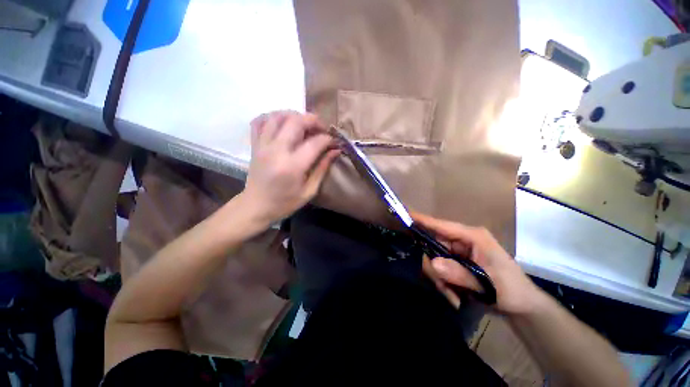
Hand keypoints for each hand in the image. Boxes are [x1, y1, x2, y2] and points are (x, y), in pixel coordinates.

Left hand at [242, 111, 338, 224]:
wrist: (256, 206)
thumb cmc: (285, 203)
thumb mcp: (309, 191)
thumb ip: (322, 168)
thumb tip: (335, 151)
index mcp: (293, 166)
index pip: (315, 142)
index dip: (328, 139)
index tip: (334, 142)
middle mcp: (276, 151)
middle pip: (296, 121)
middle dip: (313, 120)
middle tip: (322, 129)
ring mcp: (263, 145)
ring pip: (278, 116)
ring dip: (294, 115)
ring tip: (304, 125)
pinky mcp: (255, 144)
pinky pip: (260, 121)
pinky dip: (272, 117)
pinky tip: (282, 124)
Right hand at [412, 212, 542, 315]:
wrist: (521, 306)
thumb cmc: (511, 290)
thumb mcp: (488, 284)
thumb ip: (460, 273)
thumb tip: (432, 263)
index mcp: (472, 236)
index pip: (442, 225)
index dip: (423, 220)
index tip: (405, 214)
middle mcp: (461, 241)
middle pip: (433, 246)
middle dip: (434, 268)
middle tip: (443, 289)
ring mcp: (457, 252)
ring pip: (434, 260)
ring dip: (440, 280)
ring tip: (453, 297)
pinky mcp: (455, 262)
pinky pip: (439, 269)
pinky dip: (443, 284)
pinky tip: (454, 297)